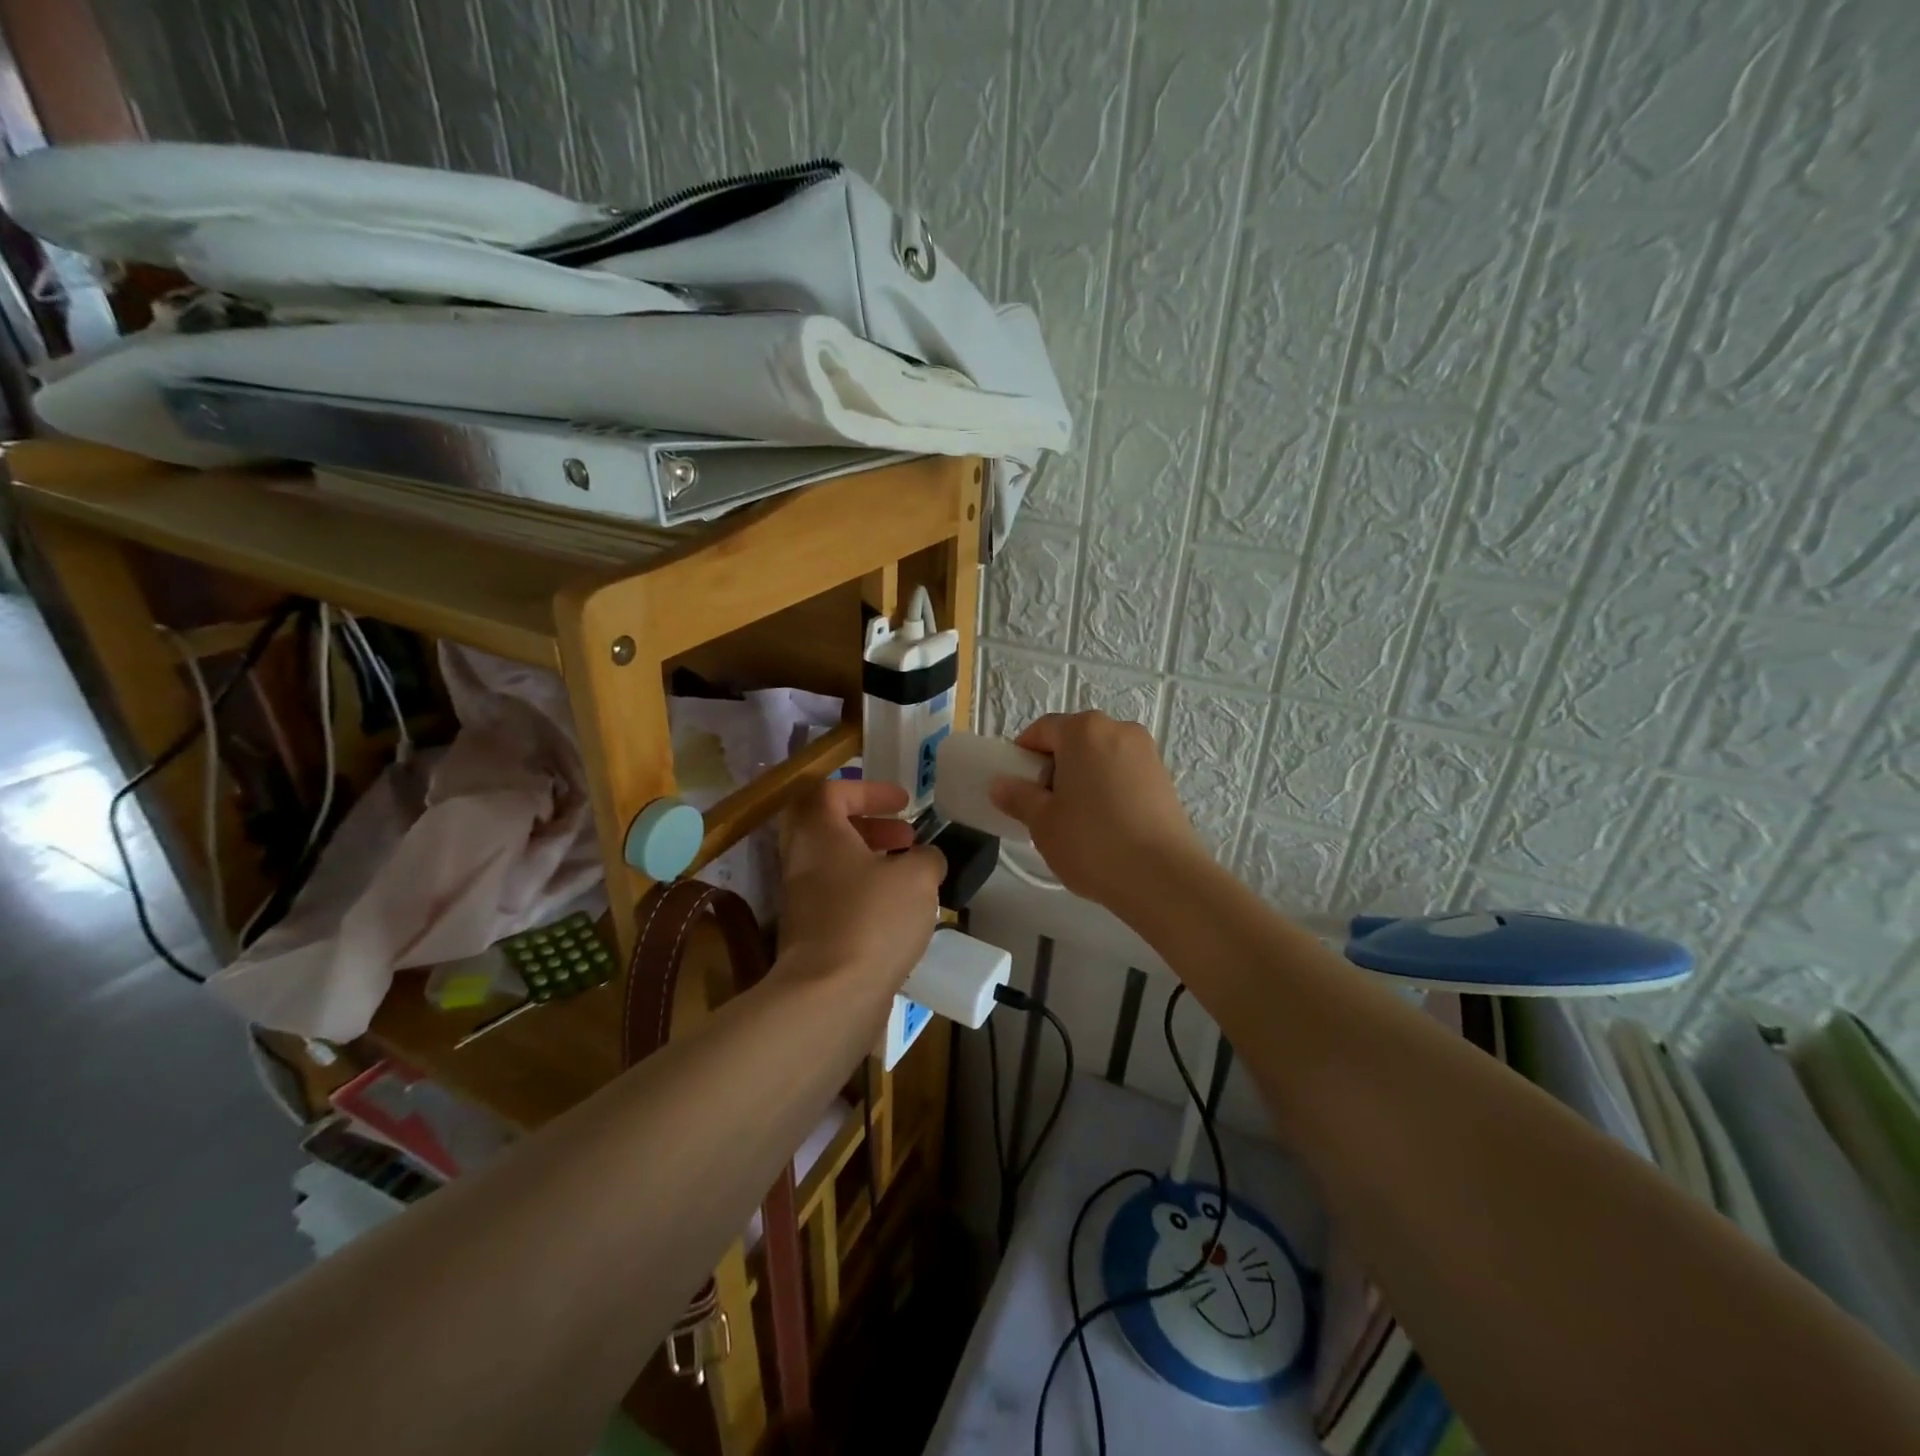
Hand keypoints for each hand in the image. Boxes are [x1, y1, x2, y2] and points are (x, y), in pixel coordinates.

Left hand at [776, 779, 944, 995]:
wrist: (830, 996)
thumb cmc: (872, 920)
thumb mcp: (918, 878)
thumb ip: (927, 858)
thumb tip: (926, 860)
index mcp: (819, 834)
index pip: (831, 792)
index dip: (869, 790)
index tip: (903, 803)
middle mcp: (802, 862)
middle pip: (829, 828)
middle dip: (871, 827)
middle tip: (906, 837)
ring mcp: (802, 901)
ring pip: (835, 866)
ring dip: (871, 862)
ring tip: (911, 877)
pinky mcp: (810, 936)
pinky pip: (838, 900)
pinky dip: (867, 896)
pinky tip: (900, 915)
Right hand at [988, 711, 1205, 908]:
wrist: (1163, 878)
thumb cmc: (1092, 842)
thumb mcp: (1043, 822)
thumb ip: (1018, 796)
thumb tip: (1000, 784)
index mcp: (1084, 730)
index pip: (1042, 730)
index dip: (1023, 755)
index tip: (1016, 787)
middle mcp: (1119, 729)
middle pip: (1074, 740)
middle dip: (1055, 767)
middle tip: (1044, 806)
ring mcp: (1147, 753)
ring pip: (1101, 757)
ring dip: (1083, 778)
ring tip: (1076, 820)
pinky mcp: (1164, 779)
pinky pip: (1123, 774)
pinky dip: (1108, 789)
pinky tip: (1105, 826)